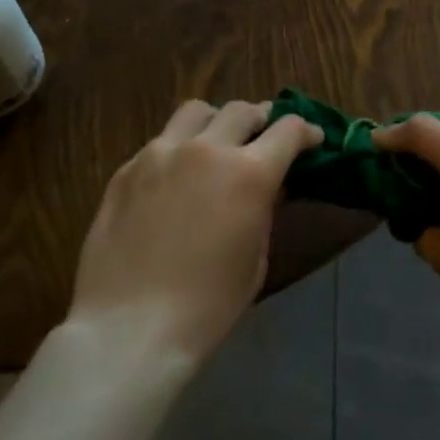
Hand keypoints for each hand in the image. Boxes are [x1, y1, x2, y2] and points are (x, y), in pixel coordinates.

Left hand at [67, 99, 323, 364]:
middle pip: (243, 111)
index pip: (288, 129)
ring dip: (216, 122)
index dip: (305, 132)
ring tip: (217, 143)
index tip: (311, 140)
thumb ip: (265, 210)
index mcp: (249, 173)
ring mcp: (161, 153)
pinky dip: (180, 148)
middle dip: (262, 121)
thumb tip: (269, 185)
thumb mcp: (256, 259)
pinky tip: (176, 177)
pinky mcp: (128, 168)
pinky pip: (161, 140)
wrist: (130, 328)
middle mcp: (207, 149)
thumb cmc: (207, 305)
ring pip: (197, 111)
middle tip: (264, 140)